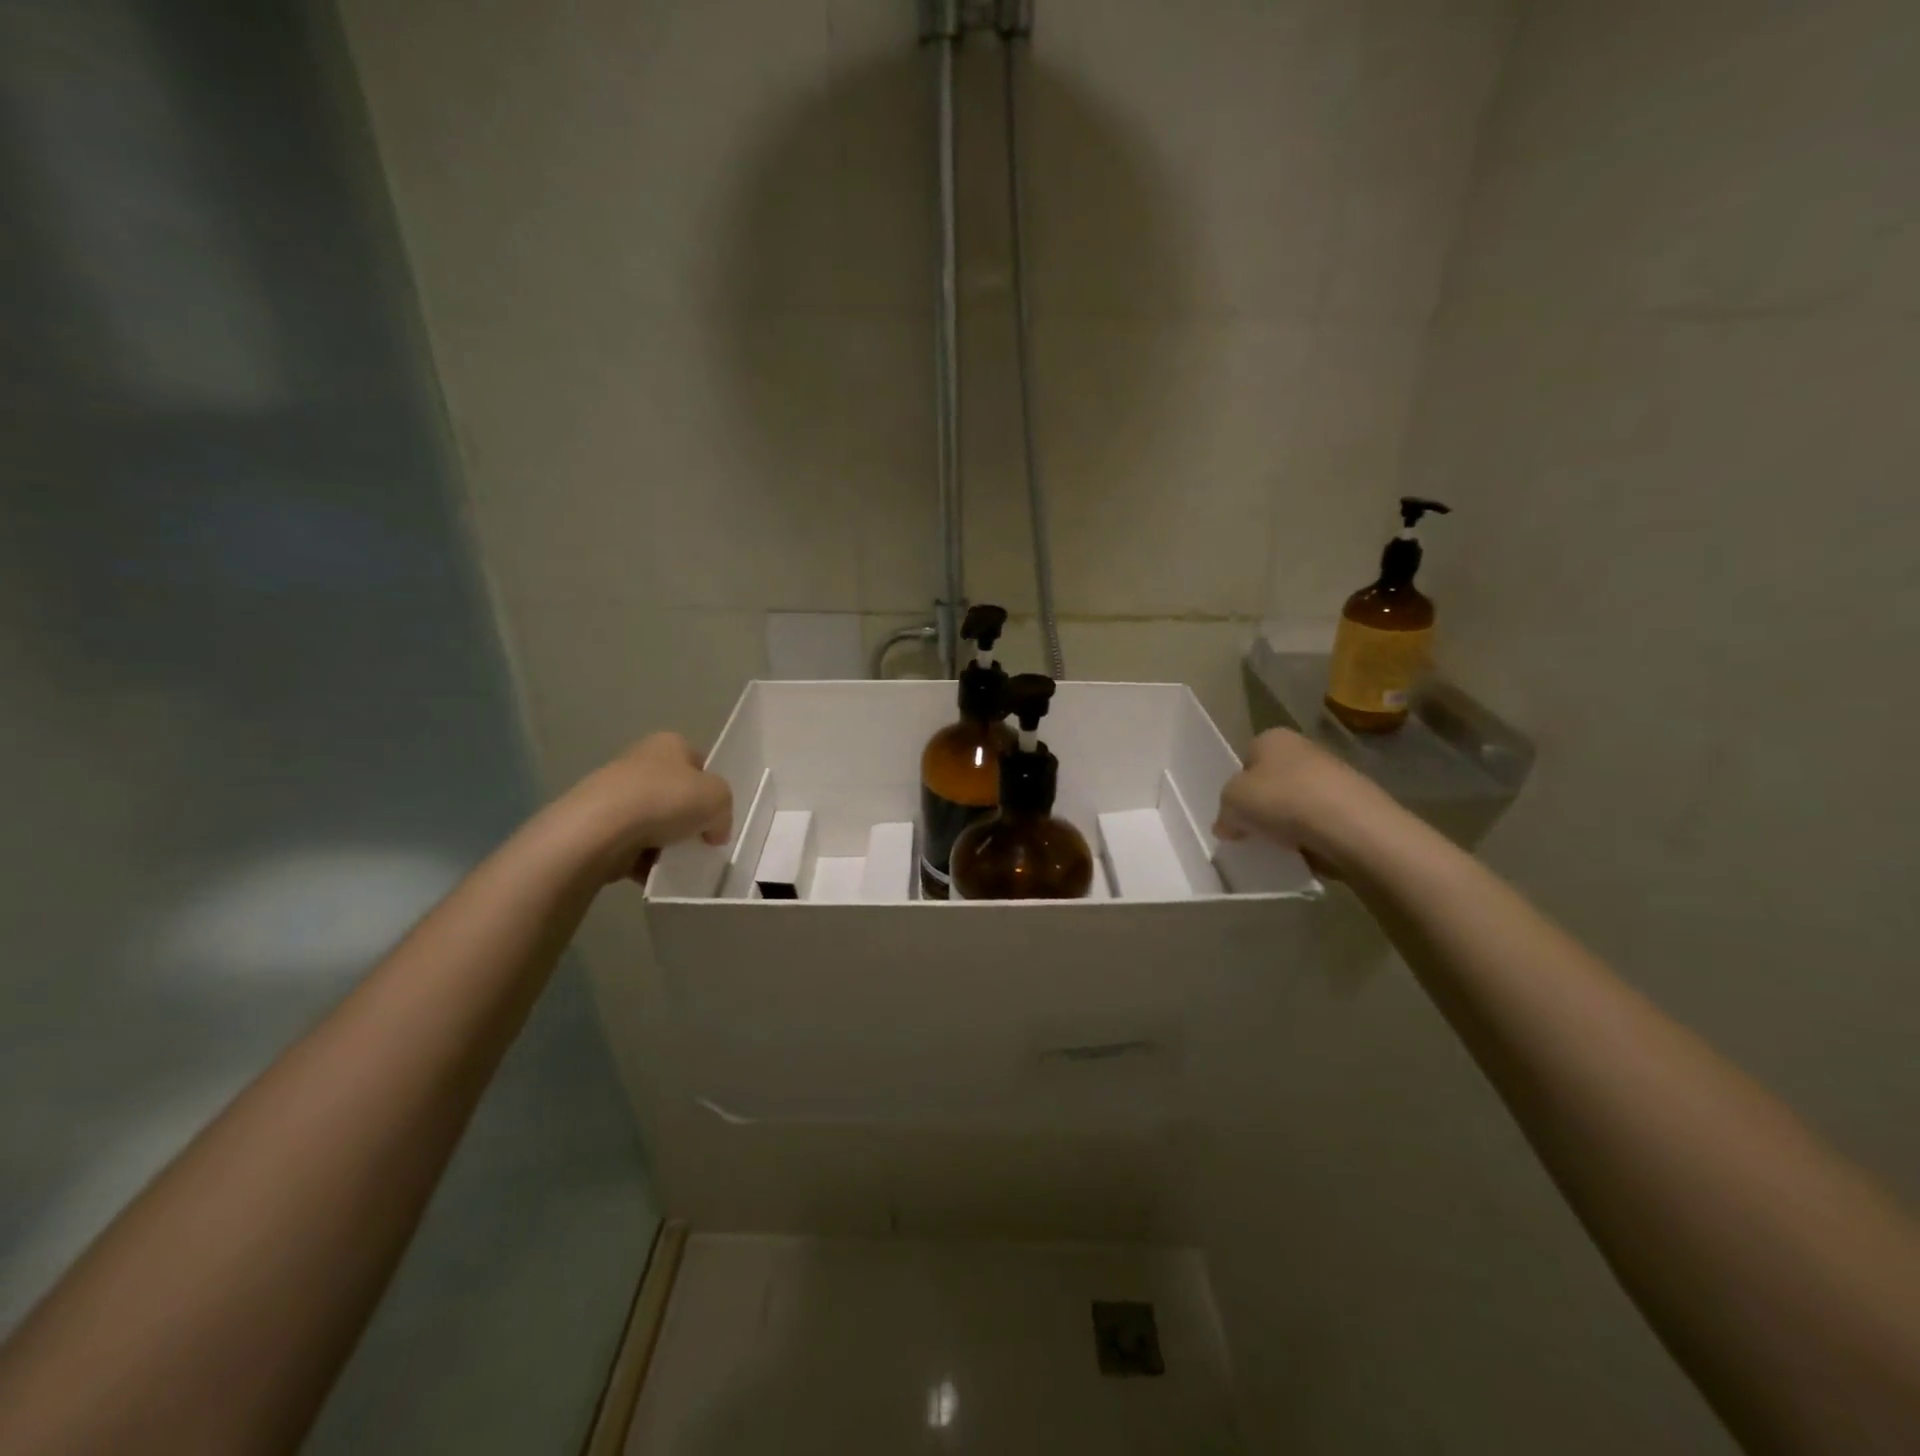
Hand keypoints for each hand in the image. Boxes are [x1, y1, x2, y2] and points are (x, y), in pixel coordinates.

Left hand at [564, 733, 732, 883]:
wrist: (600, 829)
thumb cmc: (665, 800)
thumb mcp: (718, 798)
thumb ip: (724, 811)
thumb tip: (713, 830)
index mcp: (669, 744)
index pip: (700, 764)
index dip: (712, 791)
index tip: (716, 817)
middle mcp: (640, 761)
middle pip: (676, 794)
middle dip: (688, 819)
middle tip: (700, 841)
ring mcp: (615, 793)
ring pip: (653, 821)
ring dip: (666, 843)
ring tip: (675, 861)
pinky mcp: (598, 824)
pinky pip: (631, 844)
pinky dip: (643, 860)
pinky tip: (652, 871)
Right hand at [1213, 728, 1392, 877]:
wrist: (1352, 826)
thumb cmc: (1283, 800)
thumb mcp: (1232, 803)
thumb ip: (1224, 812)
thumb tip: (1227, 825)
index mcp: (1272, 738)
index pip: (1246, 761)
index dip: (1237, 788)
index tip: (1235, 814)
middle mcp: (1304, 748)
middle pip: (1272, 781)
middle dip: (1264, 805)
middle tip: (1254, 831)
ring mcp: (1333, 774)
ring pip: (1297, 801)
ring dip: (1288, 822)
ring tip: (1282, 846)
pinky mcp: (1354, 804)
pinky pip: (1321, 821)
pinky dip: (1312, 835)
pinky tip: (1307, 850)